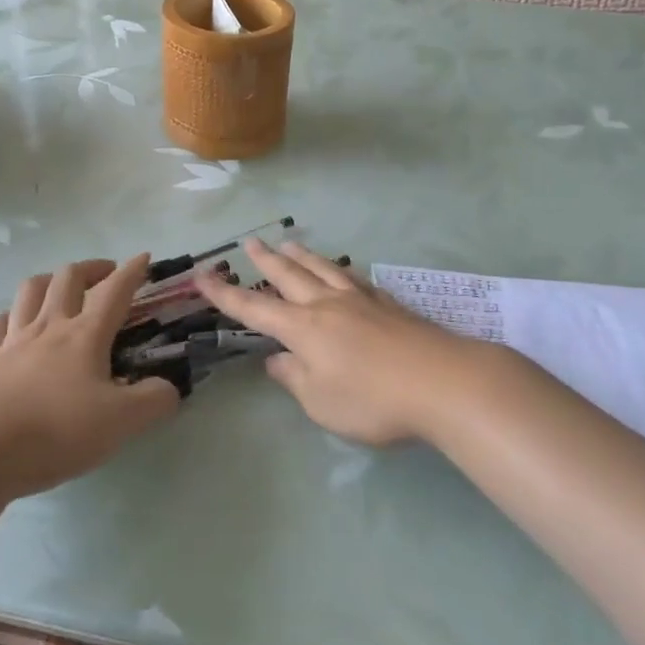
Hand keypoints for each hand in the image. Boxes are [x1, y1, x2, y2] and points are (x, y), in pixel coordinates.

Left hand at [0, 255, 179, 499]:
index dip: (132, 271)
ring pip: (31, 290)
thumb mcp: (120, 423)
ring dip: (50, 279)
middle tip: (106, 274)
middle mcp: (49, 326)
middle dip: (91, 267)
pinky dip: (10, 316)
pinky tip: (14, 323)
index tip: (144, 257)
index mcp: (85, 335)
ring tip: (61, 286)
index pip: (114, 291)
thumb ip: (154, 402)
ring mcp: (13, 341)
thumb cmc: (54, 431)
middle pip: (68, 278)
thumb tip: (170, 388)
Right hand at [194, 241, 480, 445]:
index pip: (255, 307)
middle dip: (266, 259)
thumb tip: (277, 359)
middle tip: (250, 241)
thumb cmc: (373, 400)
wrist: (441, 381)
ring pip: (322, 268)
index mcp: (303, 329)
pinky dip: (336, 268)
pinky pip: (351, 277)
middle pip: (290, 275)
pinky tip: (341, 269)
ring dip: (300, 255)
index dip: (226, 294)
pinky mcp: (387, 303)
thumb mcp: (322, 403)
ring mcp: (359, 300)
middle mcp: (326, 305)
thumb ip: (295, 379)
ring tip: (289, 242)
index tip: (202, 276)